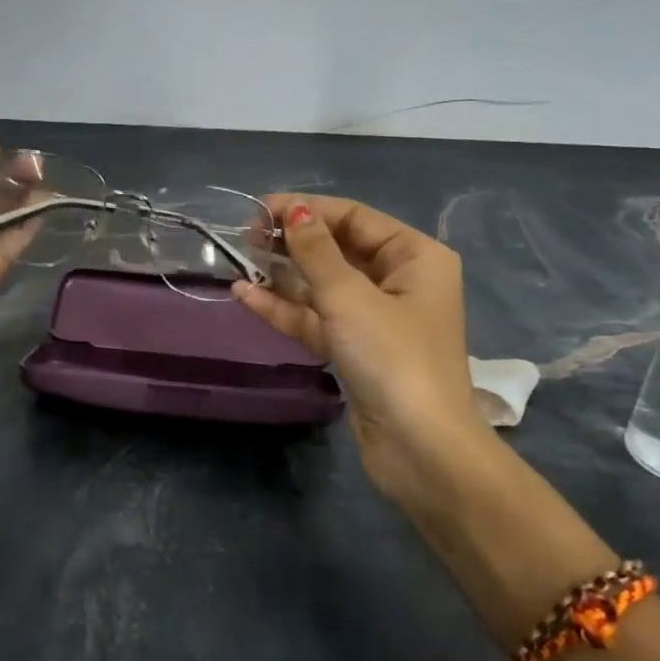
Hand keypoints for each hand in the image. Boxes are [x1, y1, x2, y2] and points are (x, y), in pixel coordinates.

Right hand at [235, 195, 494, 510]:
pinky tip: (246, 295)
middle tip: (246, 236)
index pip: (354, 218)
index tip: (260, 210)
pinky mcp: (357, 350)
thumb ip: (316, 252)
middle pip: (338, 249)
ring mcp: (377, 318)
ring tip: (239, 260)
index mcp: (415, 257)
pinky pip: (318, 317)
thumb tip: (294, 210)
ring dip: (283, 275)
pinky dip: (286, 308)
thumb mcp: (350, 298)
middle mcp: (400, 281)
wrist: (420, 450)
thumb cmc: (393, 359)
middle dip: (293, 242)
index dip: (307, 210)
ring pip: (323, 285)